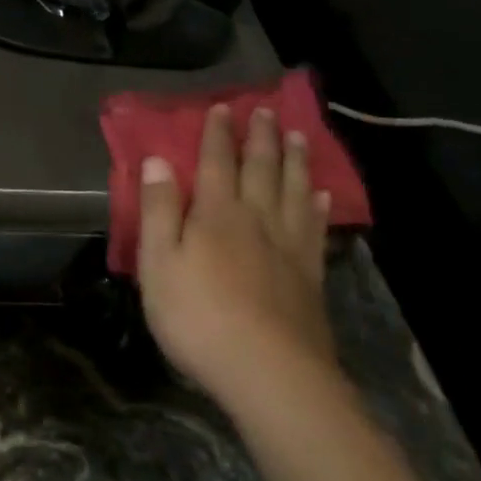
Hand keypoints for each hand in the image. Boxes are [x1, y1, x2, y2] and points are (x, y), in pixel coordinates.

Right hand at [137, 104, 338, 404]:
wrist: (270, 374)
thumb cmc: (199, 317)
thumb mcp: (158, 264)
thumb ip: (158, 210)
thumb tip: (157, 160)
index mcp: (216, 214)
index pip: (216, 162)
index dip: (218, 134)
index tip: (222, 107)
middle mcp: (256, 219)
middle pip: (261, 168)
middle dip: (261, 137)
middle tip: (267, 109)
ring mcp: (289, 247)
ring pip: (294, 191)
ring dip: (295, 161)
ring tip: (298, 136)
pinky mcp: (311, 277)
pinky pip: (315, 229)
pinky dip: (319, 207)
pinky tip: (322, 197)